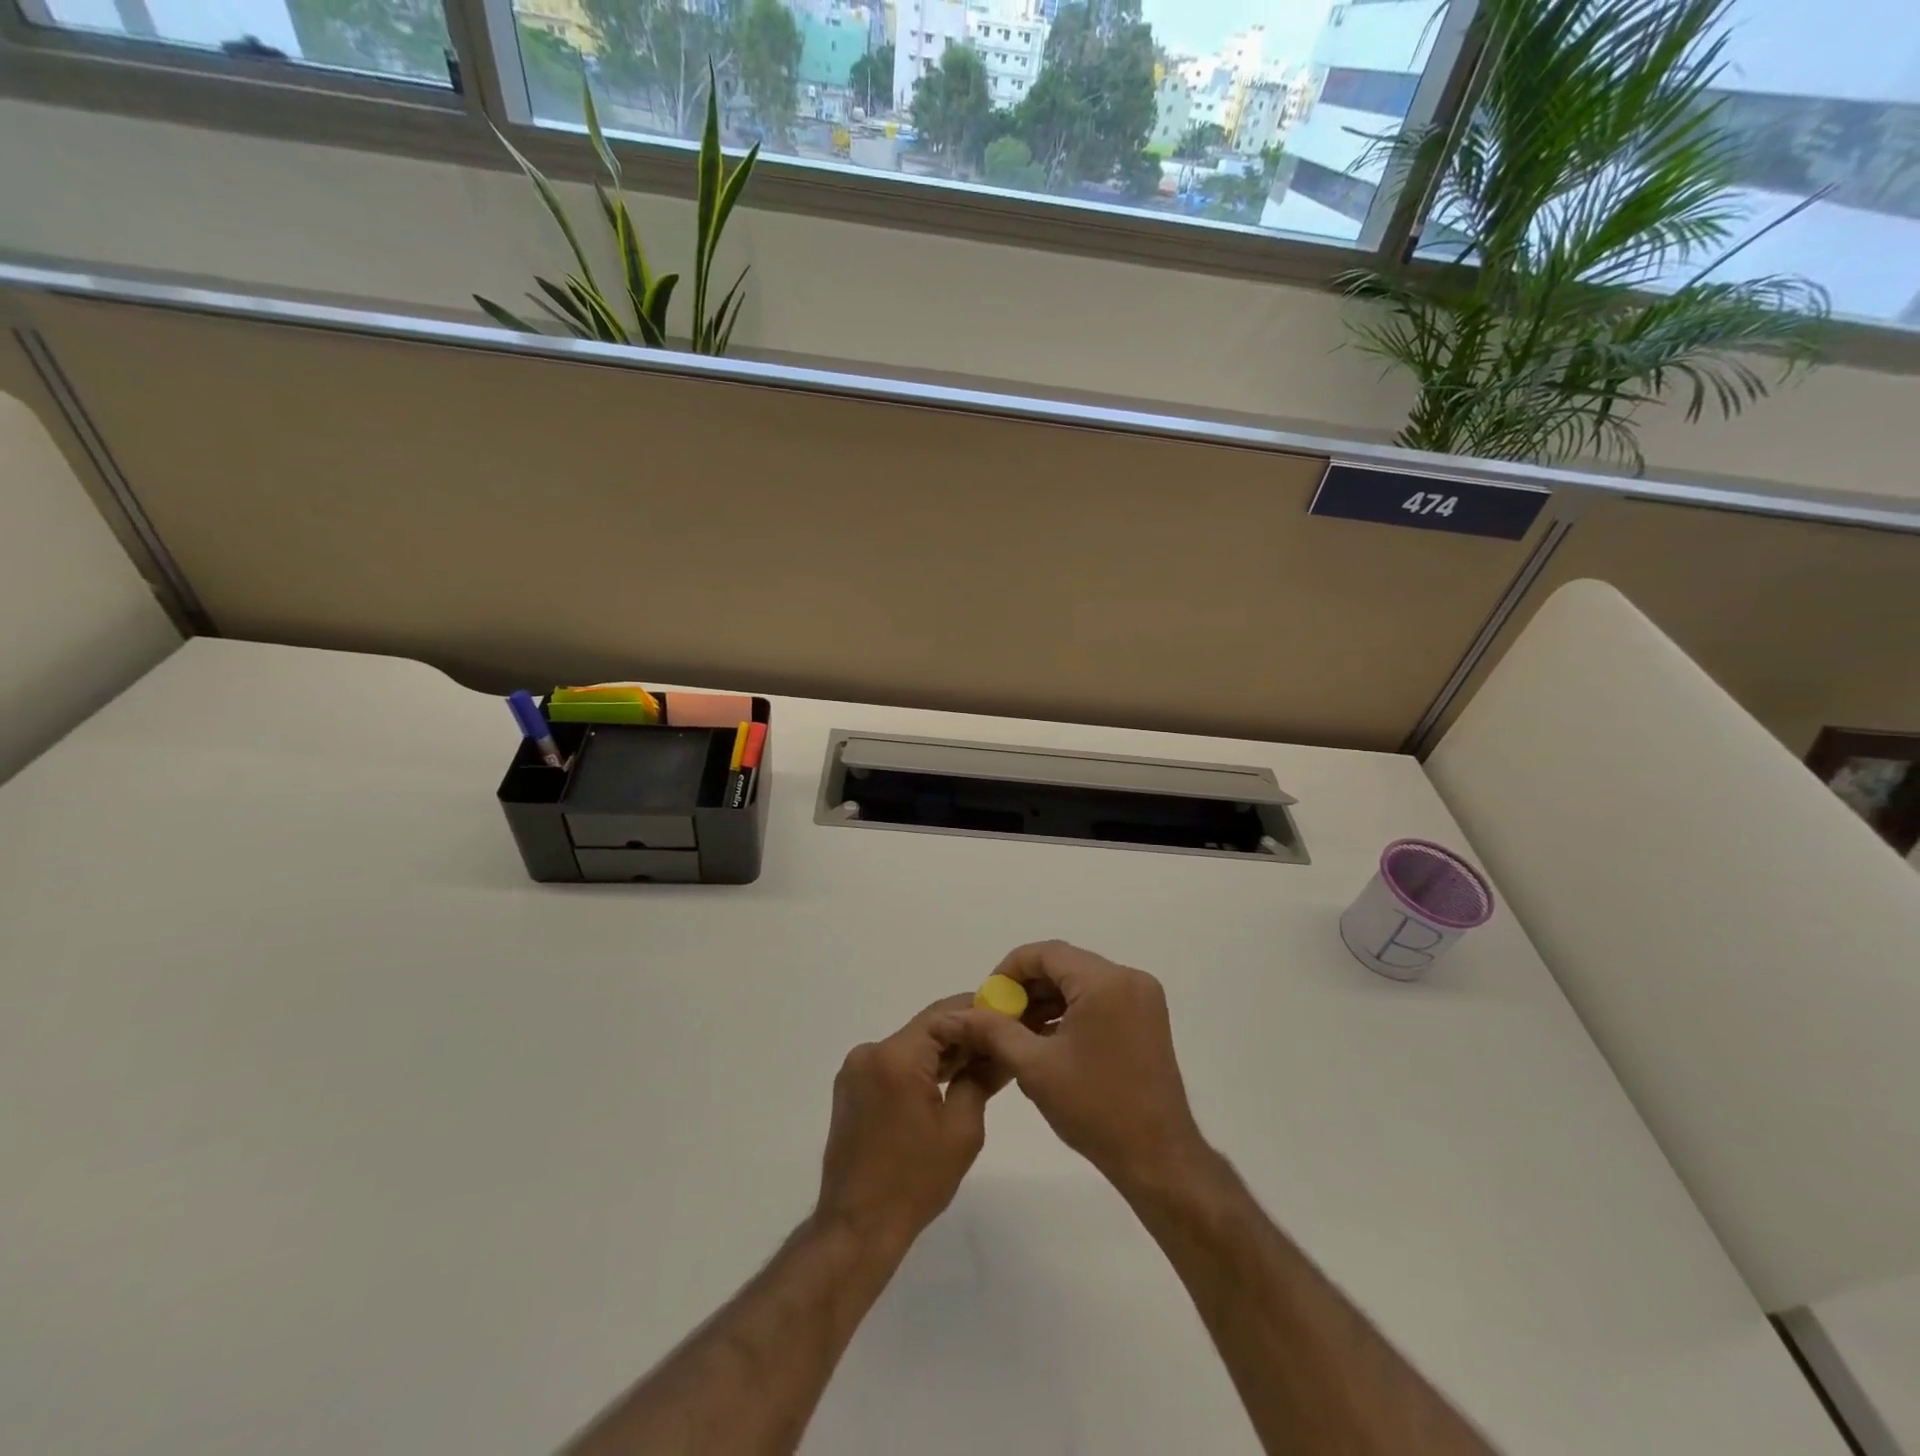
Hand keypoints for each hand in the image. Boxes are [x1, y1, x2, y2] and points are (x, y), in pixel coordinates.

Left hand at [815, 995, 1007, 1251]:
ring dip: (942, 1052)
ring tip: (980, 1063)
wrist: (857, 1227)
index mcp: (896, 1056)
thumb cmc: (915, 1181)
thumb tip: (999, 1051)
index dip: (977, 1009)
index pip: (944, 1014)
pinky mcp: (851, 1088)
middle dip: (963, 1033)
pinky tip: (946, 1082)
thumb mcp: (962, 1129)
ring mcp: (855, 1070)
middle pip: (926, 1028)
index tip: (1007, 1015)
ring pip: (910, 1046)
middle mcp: (870, 1052)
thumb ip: (980, 1078)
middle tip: (1000, 1041)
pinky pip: (893, 1064)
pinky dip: (920, 1068)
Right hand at [949, 942, 1207, 1195]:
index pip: (1046, 953)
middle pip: (1064, 964)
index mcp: (1104, 982)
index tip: (987, 999)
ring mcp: (1142, 997)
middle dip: (1027, 986)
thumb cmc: (1094, 1108)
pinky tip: (1047, 1038)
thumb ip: (993, 1031)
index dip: (1010, 970)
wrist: (1157, 1157)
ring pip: (1081, 981)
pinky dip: (1071, 1010)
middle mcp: (1128, 978)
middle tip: (998, 1017)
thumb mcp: (1034, 1067)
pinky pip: (1099, 997)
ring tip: (1017, 1031)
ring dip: (1047, 999)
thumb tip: (956, 1015)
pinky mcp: (1147, 1017)